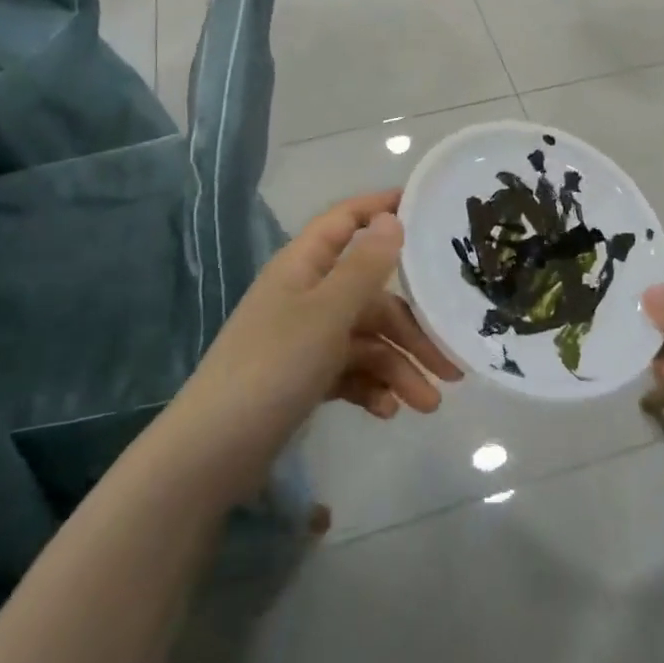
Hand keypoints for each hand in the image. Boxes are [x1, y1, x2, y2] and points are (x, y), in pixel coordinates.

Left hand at [191, 191, 462, 433]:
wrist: (211, 454)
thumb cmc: (273, 367)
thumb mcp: (327, 313)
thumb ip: (365, 266)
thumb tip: (391, 218)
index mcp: (304, 266)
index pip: (346, 220)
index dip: (382, 208)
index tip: (427, 209)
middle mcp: (307, 295)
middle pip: (371, 296)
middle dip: (412, 330)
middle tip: (452, 365)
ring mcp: (304, 338)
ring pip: (366, 339)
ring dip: (399, 368)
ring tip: (427, 405)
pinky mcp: (304, 377)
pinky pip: (350, 371)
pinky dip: (372, 387)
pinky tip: (388, 413)